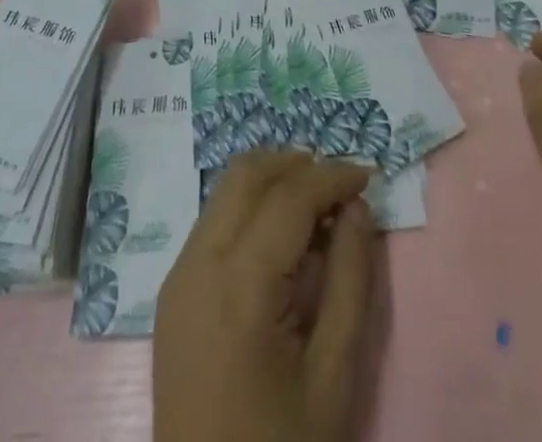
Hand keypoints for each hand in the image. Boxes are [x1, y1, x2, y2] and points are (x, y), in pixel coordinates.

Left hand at [154, 151, 379, 441]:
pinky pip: (213, 221)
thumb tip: (356, 208)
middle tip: (340, 186)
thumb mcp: (334, 376)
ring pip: (225, 190)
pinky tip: (281, 241)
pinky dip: (249, 208)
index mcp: (239, 284)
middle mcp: (198, 262)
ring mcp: (178, 275)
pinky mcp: (172, 292)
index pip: (288, 195)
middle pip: (246, 174)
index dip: (332, 175)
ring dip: (272, 182)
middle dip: (297, 165)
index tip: (369, 176)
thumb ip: (349, 280)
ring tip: (316, 208)